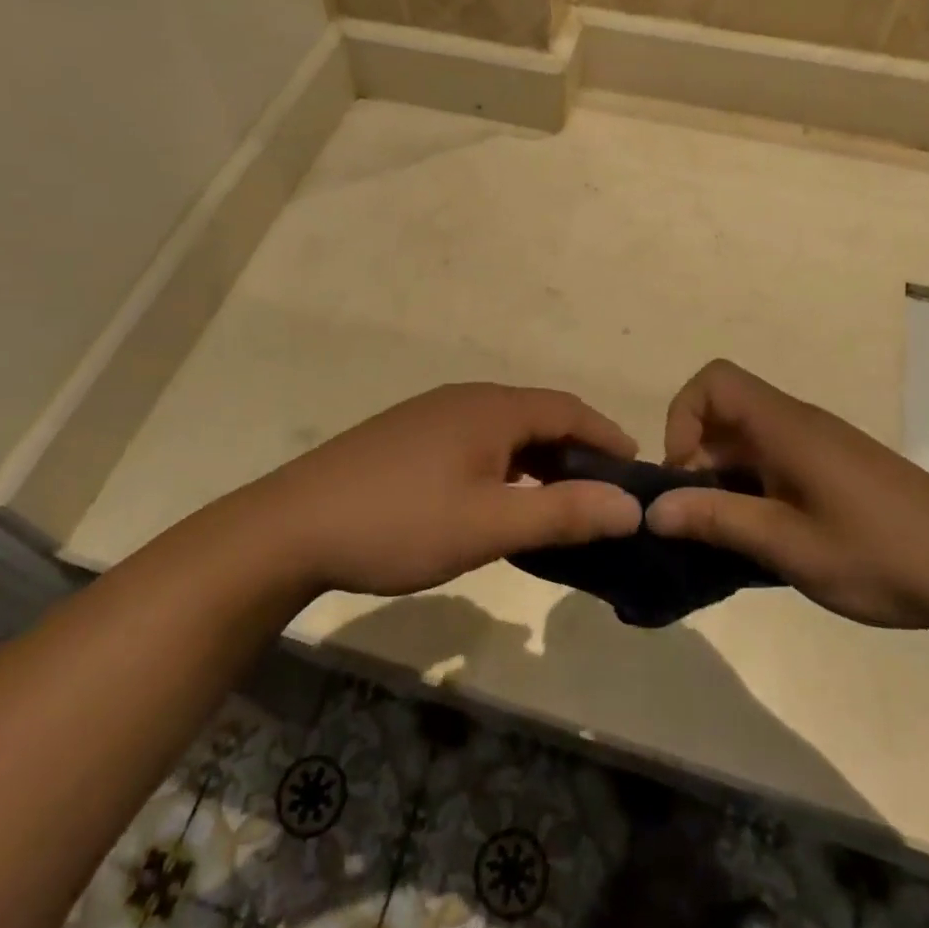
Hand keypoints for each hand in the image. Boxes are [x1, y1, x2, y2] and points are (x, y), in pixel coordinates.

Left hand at [251, 384, 642, 597]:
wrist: (292, 527)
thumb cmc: (399, 522)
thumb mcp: (489, 524)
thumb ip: (563, 513)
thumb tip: (631, 505)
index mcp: (489, 408)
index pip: (568, 408)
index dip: (608, 435)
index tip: (636, 471)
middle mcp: (463, 399)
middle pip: (537, 416)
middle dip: (576, 452)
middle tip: (602, 496)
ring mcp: (429, 416)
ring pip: (503, 431)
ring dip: (538, 461)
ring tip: (558, 503)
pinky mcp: (406, 438)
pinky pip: (474, 443)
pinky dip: (503, 467)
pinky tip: (496, 501)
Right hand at [645, 360, 928, 629]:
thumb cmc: (880, 555)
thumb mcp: (788, 545)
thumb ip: (717, 520)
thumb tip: (654, 510)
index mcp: (786, 427)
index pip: (713, 382)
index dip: (683, 418)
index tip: (684, 476)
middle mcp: (800, 424)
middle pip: (726, 413)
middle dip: (697, 459)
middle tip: (699, 518)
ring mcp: (822, 447)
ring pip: (749, 441)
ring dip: (725, 479)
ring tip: (729, 535)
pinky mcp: (839, 470)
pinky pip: (776, 462)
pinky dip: (755, 489)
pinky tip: (769, 538)